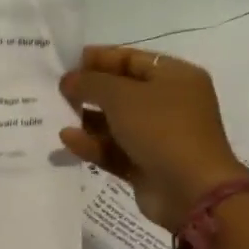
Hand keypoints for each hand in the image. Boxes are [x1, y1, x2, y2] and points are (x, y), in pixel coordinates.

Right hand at [59, 46, 248, 230]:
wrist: (191, 190)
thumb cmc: (161, 129)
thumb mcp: (121, 96)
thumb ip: (90, 82)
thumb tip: (69, 79)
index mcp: (175, 77)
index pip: (132, 59)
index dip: (100, 58)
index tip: (67, 62)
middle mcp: (169, 103)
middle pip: (121, 91)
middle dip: (89, 90)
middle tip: (58, 89)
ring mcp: (157, 136)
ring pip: (114, 122)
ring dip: (86, 119)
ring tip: (58, 114)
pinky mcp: (145, 163)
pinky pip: (113, 149)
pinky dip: (91, 144)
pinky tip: (68, 140)